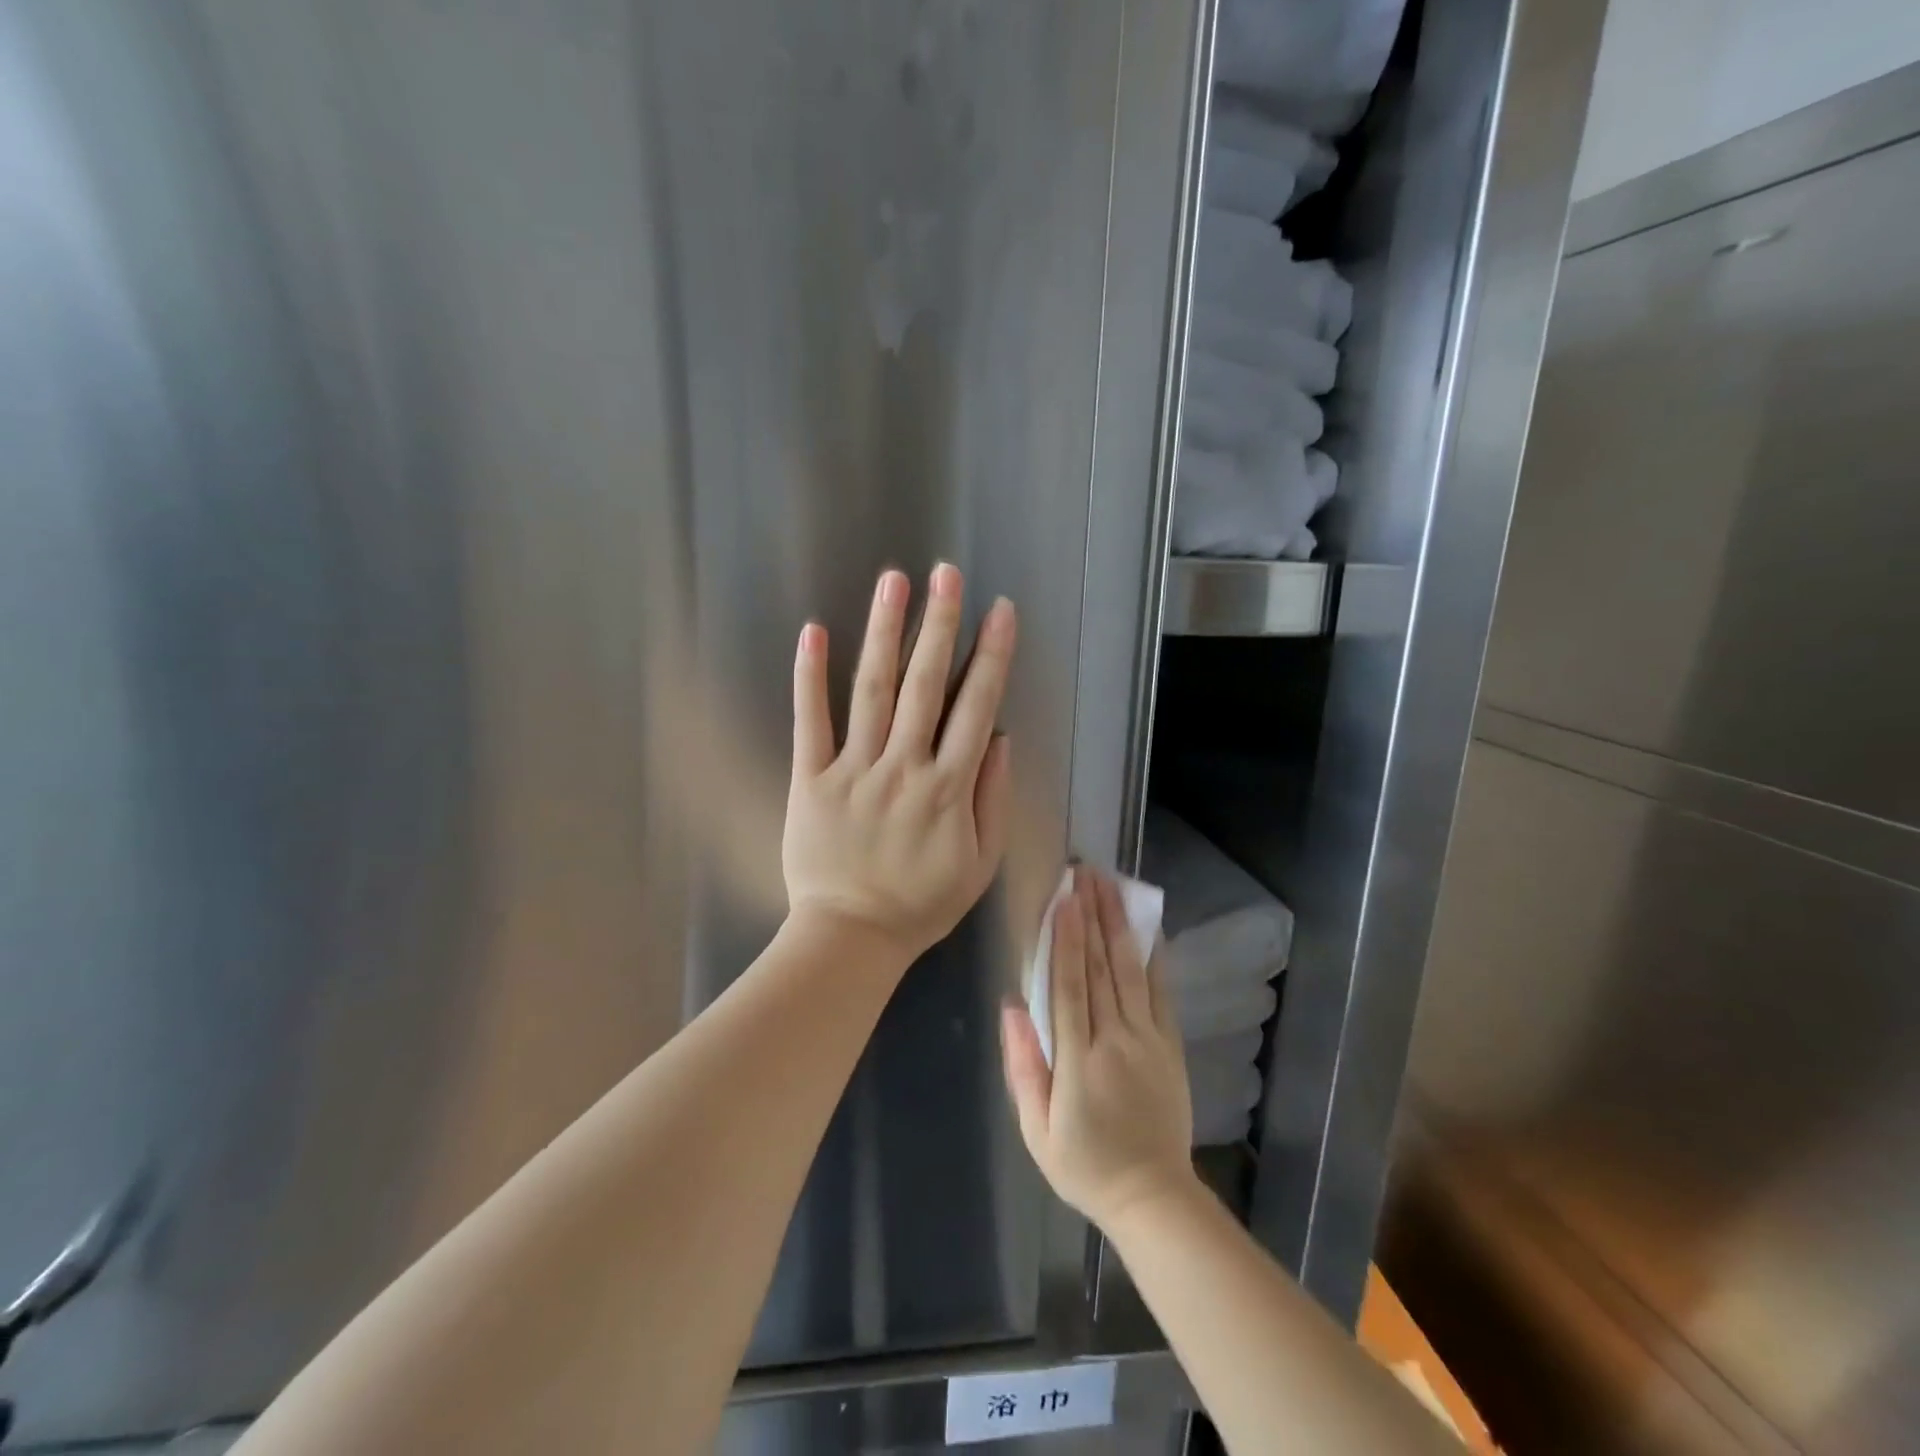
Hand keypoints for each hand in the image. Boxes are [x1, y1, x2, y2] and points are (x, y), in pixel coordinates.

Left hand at [784, 563, 1016, 964]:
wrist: (851, 938)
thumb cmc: (921, 904)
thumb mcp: (979, 864)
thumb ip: (992, 800)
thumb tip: (998, 739)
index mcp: (949, 788)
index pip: (975, 708)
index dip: (991, 657)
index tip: (999, 611)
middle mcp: (904, 768)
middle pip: (926, 686)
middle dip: (939, 625)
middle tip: (946, 574)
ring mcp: (854, 770)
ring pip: (874, 692)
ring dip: (885, 634)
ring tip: (893, 583)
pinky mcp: (811, 779)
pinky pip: (811, 723)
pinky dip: (811, 677)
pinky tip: (815, 632)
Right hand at [1002, 868, 1196, 1230]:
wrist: (1152, 1195)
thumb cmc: (1084, 1163)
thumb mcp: (1036, 1129)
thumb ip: (1023, 1066)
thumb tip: (1013, 1006)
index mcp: (1077, 1060)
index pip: (1070, 986)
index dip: (1066, 939)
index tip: (1063, 899)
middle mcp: (1115, 1040)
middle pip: (1101, 967)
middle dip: (1091, 916)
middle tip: (1083, 873)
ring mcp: (1148, 1040)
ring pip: (1130, 971)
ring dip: (1118, 924)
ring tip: (1109, 885)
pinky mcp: (1169, 1045)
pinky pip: (1161, 993)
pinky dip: (1154, 957)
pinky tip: (1148, 927)